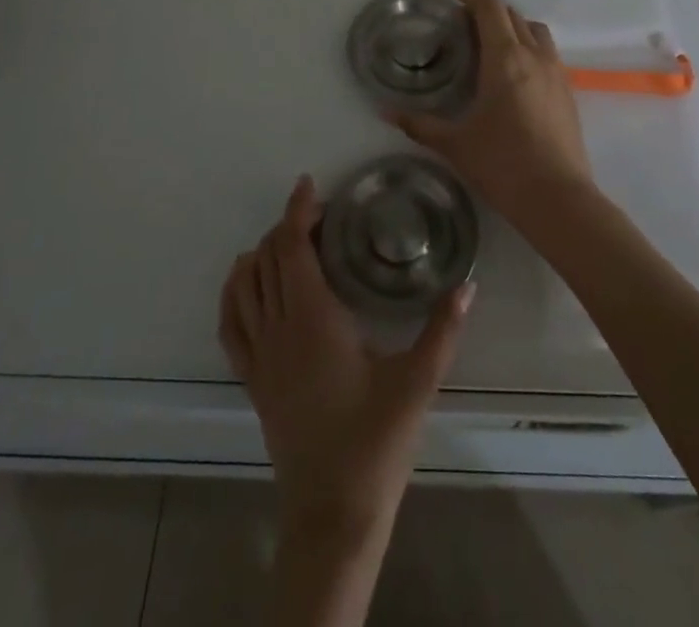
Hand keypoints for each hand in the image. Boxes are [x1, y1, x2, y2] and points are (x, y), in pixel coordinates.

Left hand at [220, 176, 472, 537]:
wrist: (334, 513)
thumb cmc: (375, 441)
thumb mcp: (418, 382)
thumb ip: (444, 329)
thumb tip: (468, 283)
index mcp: (313, 318)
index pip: (292, 247)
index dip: (297, 210)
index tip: (309, 185)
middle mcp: (279, 327)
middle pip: (268, 258)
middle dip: (286, 226)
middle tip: (318, 215)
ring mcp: (260, 356)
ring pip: (244, 285)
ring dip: (260, 253)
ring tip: (287, 241)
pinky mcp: (253, 380)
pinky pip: (230, 325)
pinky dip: (233, 293)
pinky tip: (247, 285)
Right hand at [391, 0, 593, 221]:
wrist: (558, 199)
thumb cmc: (502, 165)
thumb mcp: (454, 144)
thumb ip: (419, 124)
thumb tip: (385, 112)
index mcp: (505, 58)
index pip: (490, 8)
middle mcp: (534, 56)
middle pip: (513, 15)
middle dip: (489, 8)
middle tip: (465, 17)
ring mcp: (556, 73)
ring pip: (536, 31)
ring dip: (514, 24)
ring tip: (493, 39)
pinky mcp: (568, 92)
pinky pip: (548, 52)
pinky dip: (530, 45)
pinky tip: (516, 71)